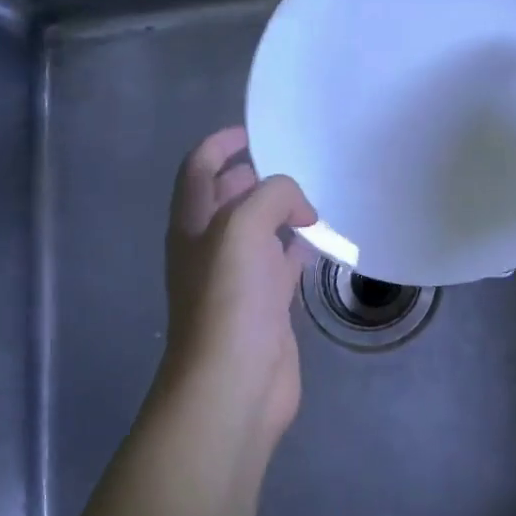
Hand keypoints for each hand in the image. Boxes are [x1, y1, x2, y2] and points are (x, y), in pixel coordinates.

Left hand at [160, 127, 316, 445]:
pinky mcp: (266, 305)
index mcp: (192, 224)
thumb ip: (272, 197)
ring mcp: (238, 278)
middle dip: (255, 176)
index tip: (253, 132)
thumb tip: (301, 208)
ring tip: (316, 195)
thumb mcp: (242, 228)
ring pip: (259, 231)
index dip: (220, 145)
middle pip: (229, 198)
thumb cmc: (229, 299)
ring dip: (281, 212)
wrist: (233, 383)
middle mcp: (211, 247)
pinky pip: (283, 264)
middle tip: (296, 162)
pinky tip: (323, 240)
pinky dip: (299, 248)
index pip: (198, 170)